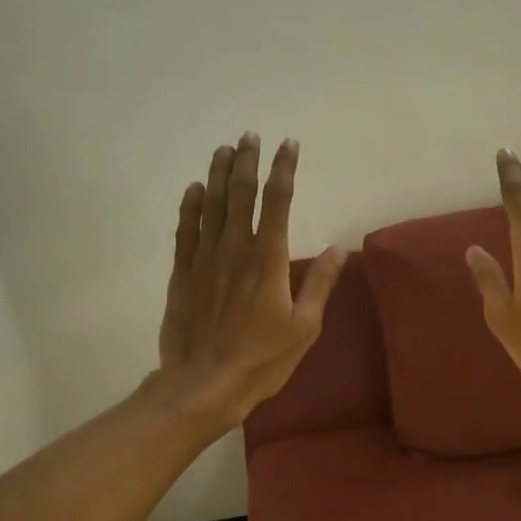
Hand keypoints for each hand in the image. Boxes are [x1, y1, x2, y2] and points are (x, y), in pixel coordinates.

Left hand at [155, 133, 345, 428]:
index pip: (278, 201)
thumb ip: (319, 284)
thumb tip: (338, 248)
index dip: (284, 169)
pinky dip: (190, 207)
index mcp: (268, 260)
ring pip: (212, 205)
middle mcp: (235, 249)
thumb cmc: (262, 359)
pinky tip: (194, 189)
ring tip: (224, 148)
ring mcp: (204, 259)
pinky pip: (185, 231)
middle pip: (241, 194)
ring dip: (219, 174)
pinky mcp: (183, 274)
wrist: (205, 384)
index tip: (289, 144)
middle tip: (250, 135)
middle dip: (247, 161)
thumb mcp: (304, 327)